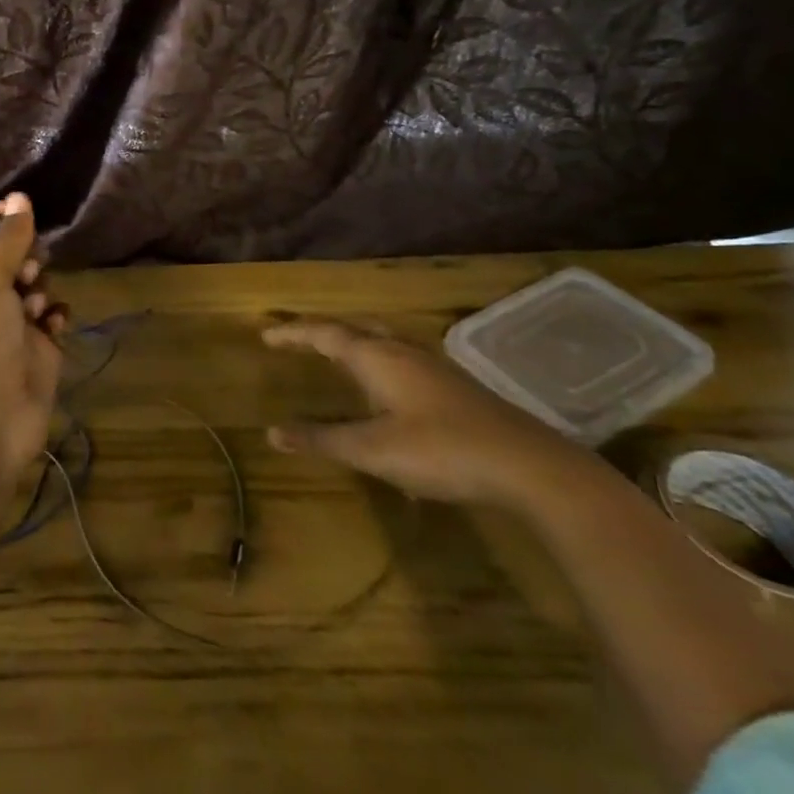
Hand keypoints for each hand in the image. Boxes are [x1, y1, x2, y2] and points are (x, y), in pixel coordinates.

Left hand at [0, 193, 66, 483]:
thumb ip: (5, 239)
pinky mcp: (39, 349)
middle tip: (29, 268)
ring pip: (36, 285)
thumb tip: (20, 197)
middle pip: (10, 256)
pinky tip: (53, 326)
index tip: (20, 209)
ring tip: (36, 307)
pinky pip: (53, 318)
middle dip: (26, 254)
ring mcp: (12, 325)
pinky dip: (56, 316)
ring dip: (42, 287)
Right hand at [264, 319, 600, 511]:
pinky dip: (378, 359)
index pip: (324, 334)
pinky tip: (387, 387)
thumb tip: (272, 432)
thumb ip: (323, 440)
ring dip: (353, 342)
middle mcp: (401, 351)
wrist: (528, 465)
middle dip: (322, 331)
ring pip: (382, 341)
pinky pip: (401, 357)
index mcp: (376, 357)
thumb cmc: (441, 451)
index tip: (266, 337)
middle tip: (299, 339)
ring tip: (337, 354)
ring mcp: (432, 365)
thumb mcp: (373, 451)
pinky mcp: (454, 385)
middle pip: (354, 329)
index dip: (293, 334)